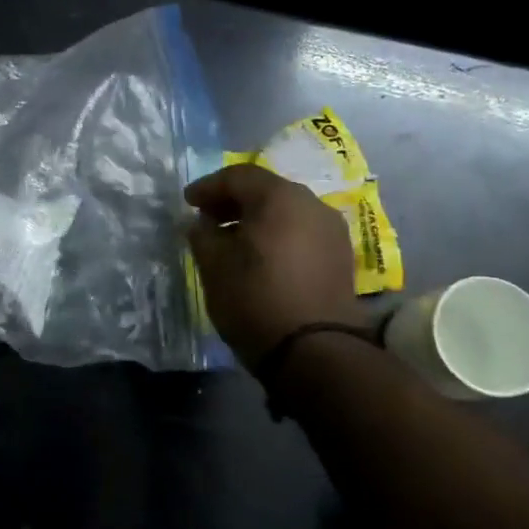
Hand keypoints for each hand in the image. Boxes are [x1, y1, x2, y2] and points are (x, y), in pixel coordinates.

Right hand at [185, 165, 361, 370]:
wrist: (315, 351)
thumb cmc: (255, 299)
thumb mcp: (214, 265)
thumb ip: (203, 235)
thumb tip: (201, 223)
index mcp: (280, 198)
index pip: (238, 176)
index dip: (208, 187)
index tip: (188, 203)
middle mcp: (312, 204)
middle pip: (266, 191)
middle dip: (233, 201)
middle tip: (207, 218)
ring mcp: (332, 231)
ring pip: (286, 212)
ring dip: (256, 220)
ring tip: (231, 241)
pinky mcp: (340, 258)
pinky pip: (301, 233)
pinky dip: (277, 236)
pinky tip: (260, 258)